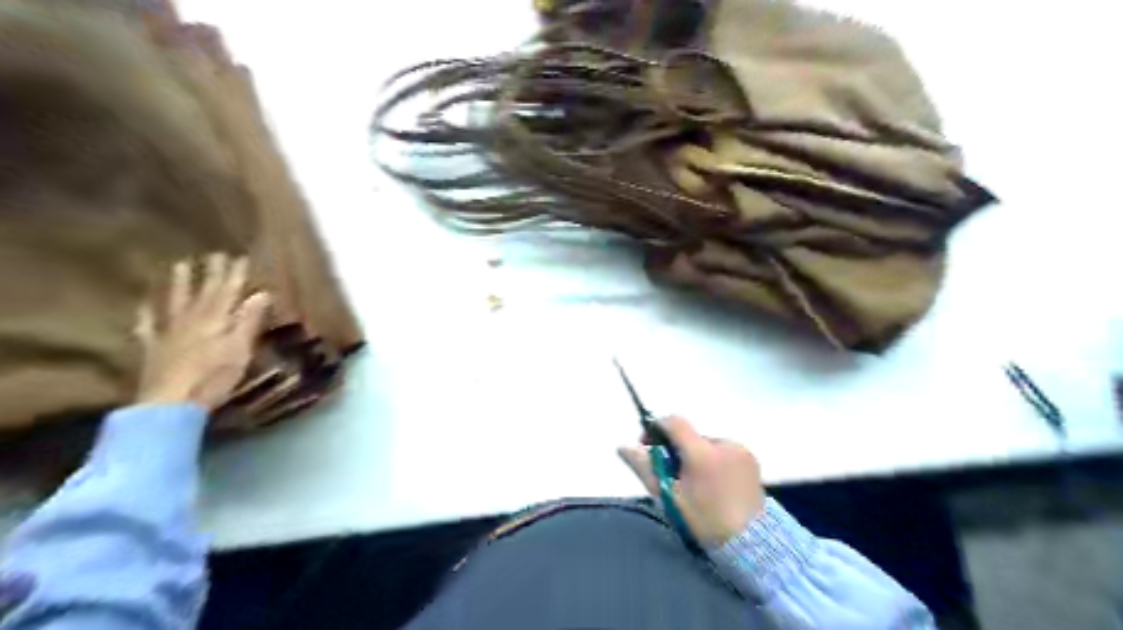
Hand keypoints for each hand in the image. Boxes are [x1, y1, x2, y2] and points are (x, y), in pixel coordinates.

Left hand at [133, 252, 266, 410]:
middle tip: (215, 254)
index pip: (227, 292)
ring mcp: (168, 333)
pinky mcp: (153, 349)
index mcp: (215, 321)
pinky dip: (146, 314)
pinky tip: (143, 304)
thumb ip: (248, 321)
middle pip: (203, 293)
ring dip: (179, 284)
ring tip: (180, 265)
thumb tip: (261, 293)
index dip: (235, 275)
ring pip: (175, 303)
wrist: (170, 404)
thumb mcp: (240, 349)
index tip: (240, 257)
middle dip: (211, 273)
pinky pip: (147, 326)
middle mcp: (191, 320)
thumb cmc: (213, 378)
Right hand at [619, 418, 767, 545]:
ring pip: (707, 443)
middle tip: (674, 475)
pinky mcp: (752, 459)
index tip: (647, 445)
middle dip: (678, 449)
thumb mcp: (669, 497)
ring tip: (698, 483)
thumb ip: (646, 468)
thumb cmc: (703, 521)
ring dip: (697, 454)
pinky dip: (715, 460)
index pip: (674, 422)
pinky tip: (716, 483)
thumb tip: (623, 446)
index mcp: (702, 453)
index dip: (657, 428)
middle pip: (690, 435)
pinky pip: (725, 451)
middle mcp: (723, 444)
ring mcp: (741, 450)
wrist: (751, 545)